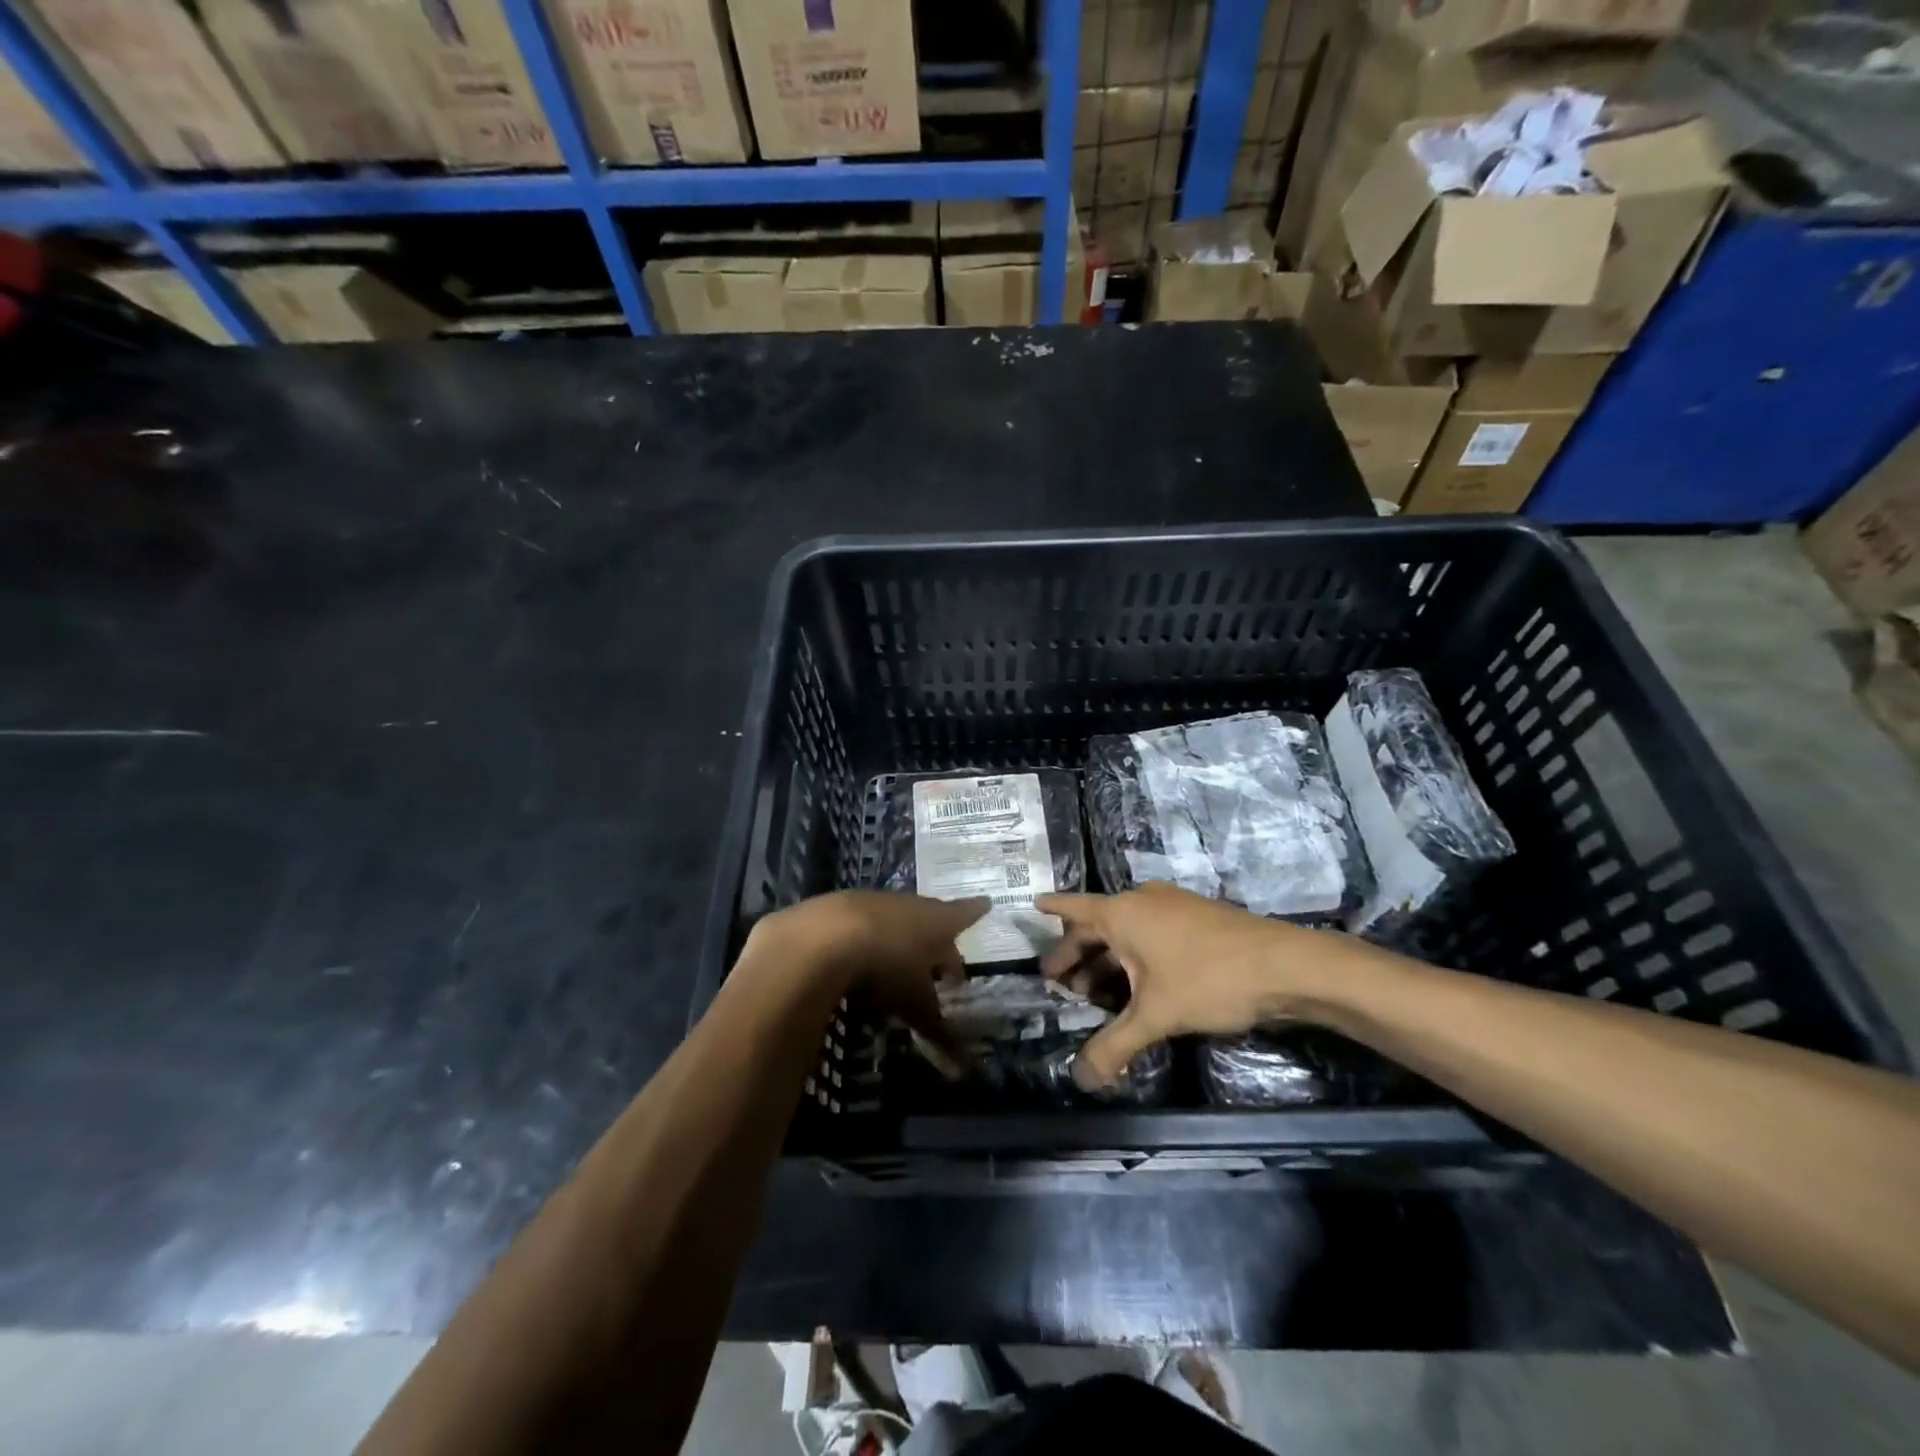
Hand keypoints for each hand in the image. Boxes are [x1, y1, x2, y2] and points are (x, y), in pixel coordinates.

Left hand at [747, 891, 987, 1051]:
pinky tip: (852, 969)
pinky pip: (856, 929)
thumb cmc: (887, 968)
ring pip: (890, 923)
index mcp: (935, 920)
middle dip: (933, 941)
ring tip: (894, 974)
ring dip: (895, 944)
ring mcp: (868, 903)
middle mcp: (906, 904)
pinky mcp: (834, 910)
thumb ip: (939, 1033)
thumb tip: (964, 1069)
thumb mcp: (916, 1006)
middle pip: (926, 919)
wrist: (822, 936)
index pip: (963, 914)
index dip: (974, 912)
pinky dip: (861, 946)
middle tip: (938, 965)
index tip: (986, 904)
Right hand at [1038, 884, 1326, 1088]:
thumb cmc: (1209, 980)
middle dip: (1077, 953)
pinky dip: (1134, 956)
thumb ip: (1115, 1047)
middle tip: (1060, 982)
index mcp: (1122, 913)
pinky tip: (1138, 986)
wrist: (1285, 965)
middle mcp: (1142, 901)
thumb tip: (1080, 1079)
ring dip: (1107, 960)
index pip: (1073, 907)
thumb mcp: (1156, 1017)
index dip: (1051, 909)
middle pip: (1097, 925)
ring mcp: (1172, 907)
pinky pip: (1150, 934)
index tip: (1031, 905)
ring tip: (1094, 993)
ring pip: (1126, 932)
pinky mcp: (1196, 919)